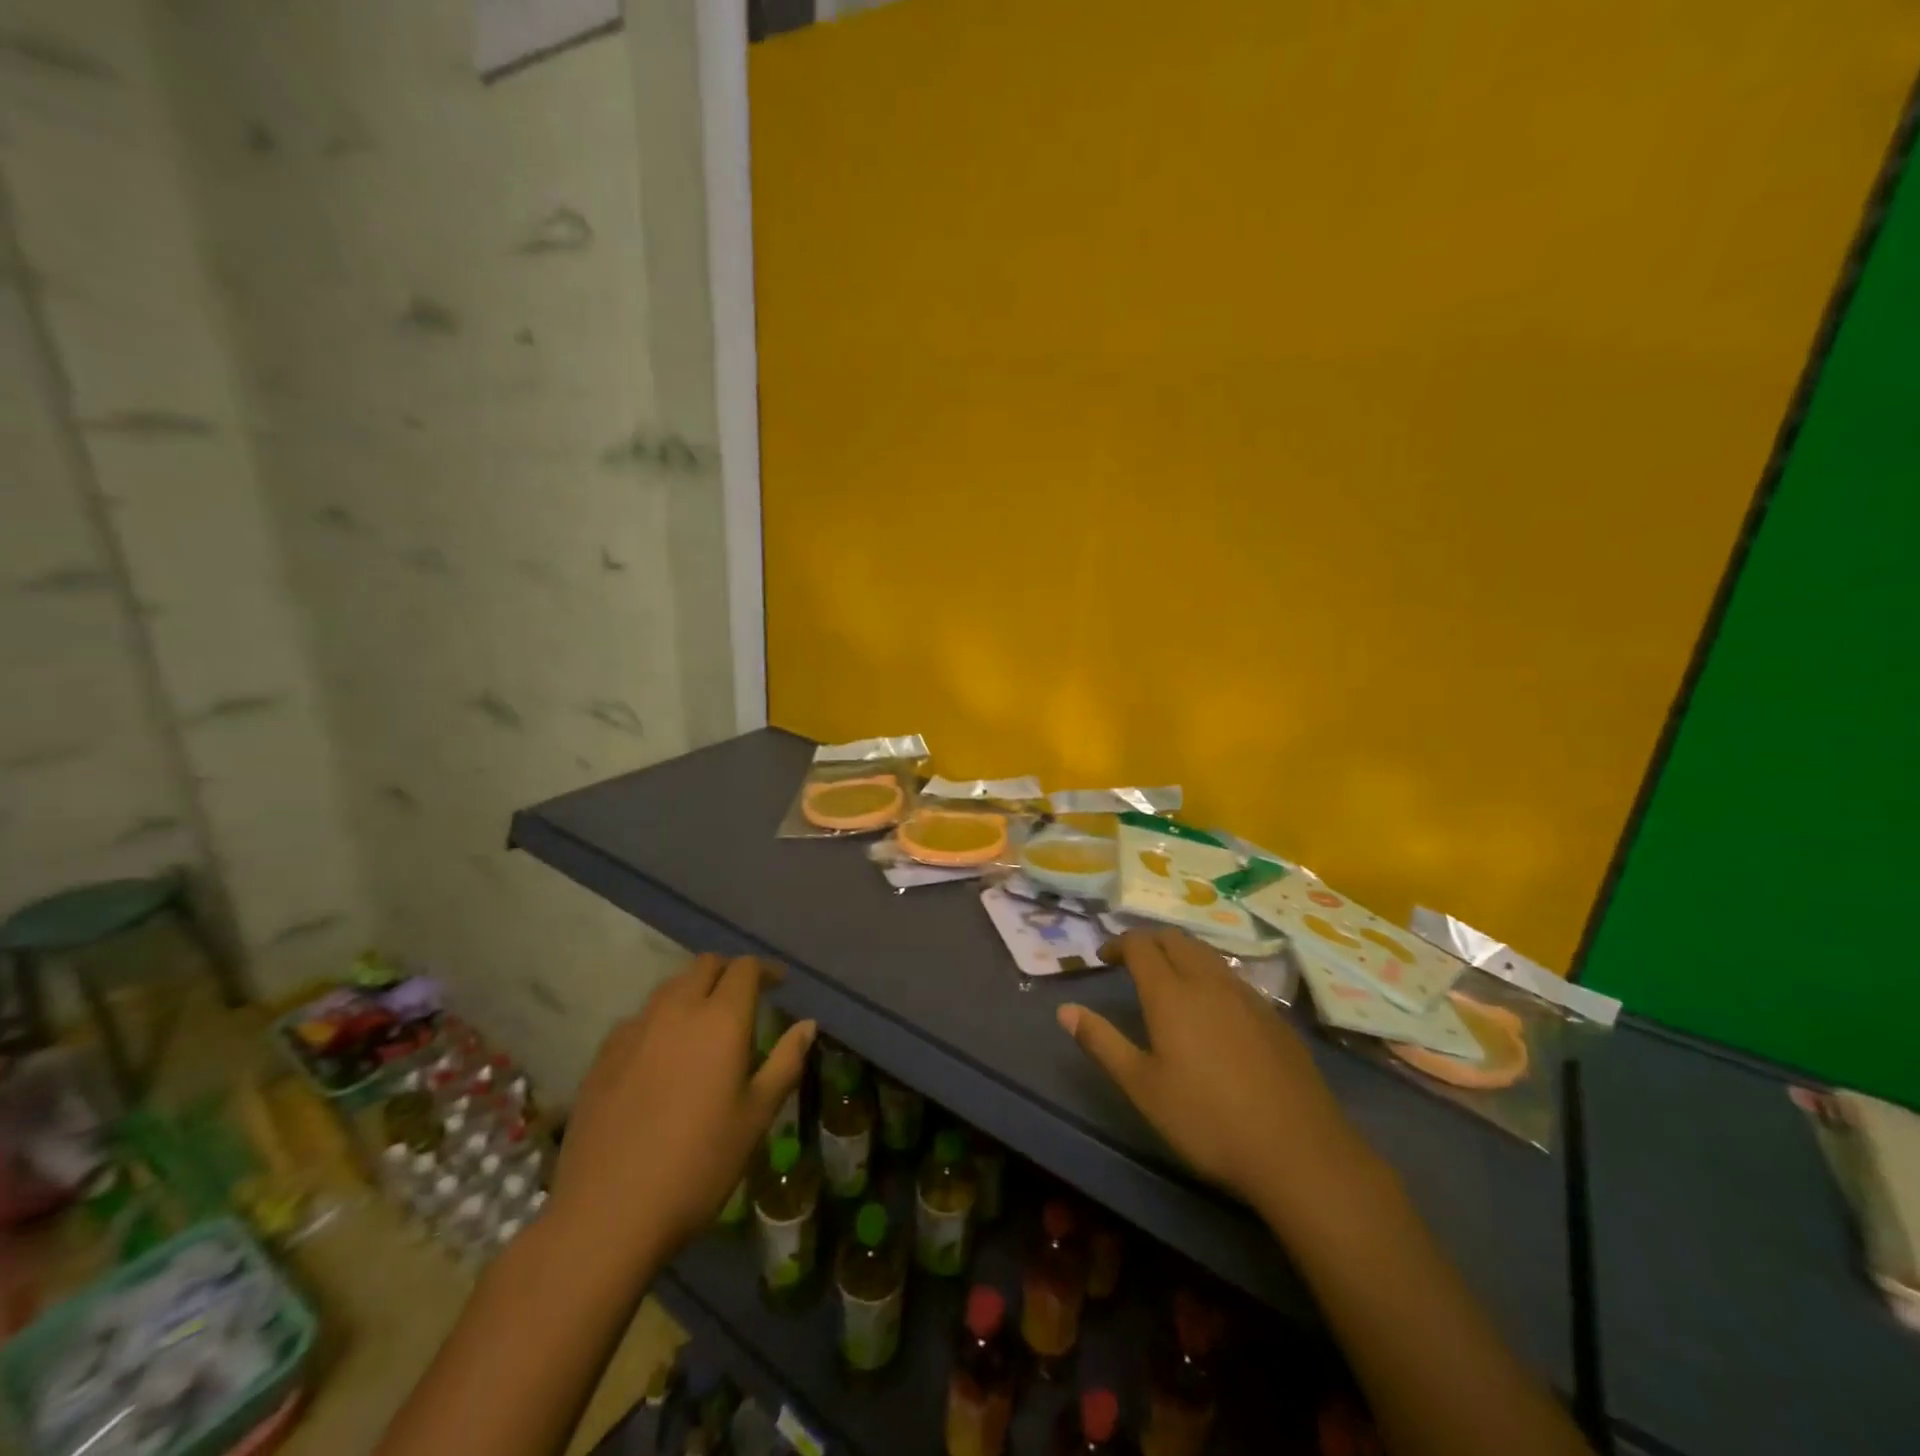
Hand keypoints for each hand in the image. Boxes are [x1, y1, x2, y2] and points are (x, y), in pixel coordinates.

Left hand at [550, 954, 814, 1265]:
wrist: (606, 1215)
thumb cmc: (698, 1166)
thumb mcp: (756, 1117)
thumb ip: (785, 1063)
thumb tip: (807, 1024)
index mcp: (721, 1020)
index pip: (745, 968)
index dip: (765, 970)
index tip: (779, 984)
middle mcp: (676, 1011)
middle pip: (704, 966)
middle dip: (728, 972)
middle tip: (744, 997)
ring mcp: (634, 1031)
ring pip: (669, 987)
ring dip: (692, 991)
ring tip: (704, 1022)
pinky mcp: (602, 1056)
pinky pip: (639, 1018)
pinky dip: (660, 1019)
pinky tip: (661, 1054)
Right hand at [1057, 928, 1364, 1207]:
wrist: (1299, 1152)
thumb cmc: (1207, 1120)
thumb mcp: (1142, 1088)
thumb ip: (1102, 1042)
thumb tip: (1064, 1010)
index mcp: (1171, 994)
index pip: (1140, 945)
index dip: (1118, 943)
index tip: (1104, 957)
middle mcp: (1208, 982)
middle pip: (1175, 940)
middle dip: (1149, 941)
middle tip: (1131, 960)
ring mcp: (1246, 996)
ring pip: (1207, 954)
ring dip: (1181, 953)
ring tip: (1168, 977)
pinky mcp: (1273, 1016)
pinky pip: (1233, 977)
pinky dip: (1210, 974)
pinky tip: (1212, 1007)